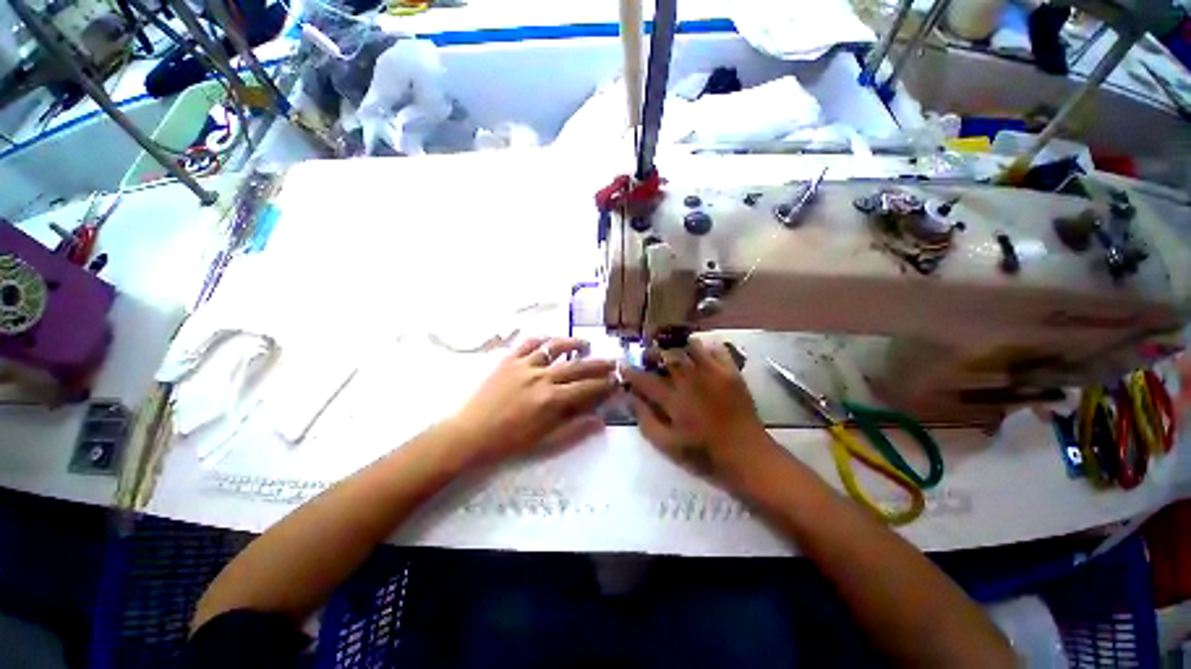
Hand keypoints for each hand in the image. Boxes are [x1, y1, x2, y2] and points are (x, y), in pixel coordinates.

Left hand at [445, 336, 617, 466]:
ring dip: (573, 344)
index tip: (617, 380)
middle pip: (577, 366)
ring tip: (585, 344)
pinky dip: (543, 339)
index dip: (605, 384)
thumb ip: (574, 430)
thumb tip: (600, 421)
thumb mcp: (544, 442)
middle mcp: (542, 377)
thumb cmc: (509, 442)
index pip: (586, 388)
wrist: (470, 434)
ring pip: (555, 347)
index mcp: (551, 400)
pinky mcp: (509, 360)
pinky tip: (551, 340)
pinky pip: (529, 343)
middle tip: (613, 360)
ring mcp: (524, 365)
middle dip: (598, 363)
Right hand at [623, 339, 769, 478]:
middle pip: (667, 354)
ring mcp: (713, 373)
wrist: (747, 456)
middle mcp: (691, 380)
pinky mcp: (731, 372)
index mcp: (674, 400)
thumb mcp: (667, 445)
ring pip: (690, 346)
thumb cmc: (704, 454)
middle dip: (653, 352)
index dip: (630, 371)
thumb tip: (632, 398)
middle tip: (649, 356)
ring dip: (677, 347)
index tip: (623, 366)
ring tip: (674, 354)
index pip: (645, 379)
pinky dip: (705, 349)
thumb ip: (646, 420)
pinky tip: (700, 357)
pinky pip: (716, 349)